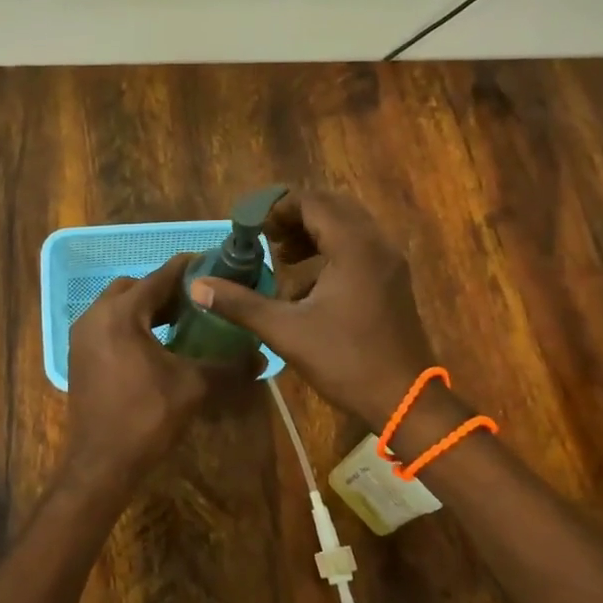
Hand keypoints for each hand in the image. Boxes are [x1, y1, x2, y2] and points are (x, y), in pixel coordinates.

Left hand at [66, 254, 240, 489]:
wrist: (101, 463)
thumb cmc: (146, 417)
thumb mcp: (193, 387)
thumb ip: (228, 366)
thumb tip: (262, 357)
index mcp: (121, 314)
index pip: (159, 277)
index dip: (188, 269)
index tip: (213, 264)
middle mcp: (95, 315)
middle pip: (134, 287)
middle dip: (164, 289)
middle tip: (196, 298)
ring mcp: (82, 336)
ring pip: (118, 306)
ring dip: (146, 308)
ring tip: (180, 320)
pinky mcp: (79, 356)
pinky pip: (107, 325)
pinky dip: (130, 325)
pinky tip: (155, 344)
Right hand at [192, 189, 441, 431]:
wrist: (404, 399)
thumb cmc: (346, 360)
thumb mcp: (286, 331)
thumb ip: (240, 304)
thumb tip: (197, 287)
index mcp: (353, 247)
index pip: (312, 203)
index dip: (277, 208)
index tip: (250, 227)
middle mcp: (376, 244)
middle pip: (331, 207)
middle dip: (294, 216)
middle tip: (265, 236)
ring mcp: (389, 261)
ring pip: (347, 225)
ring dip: (312, 232)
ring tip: (282, 256)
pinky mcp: (392, 279)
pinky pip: (359, 246)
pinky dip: (330, 249)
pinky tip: (307, 284)